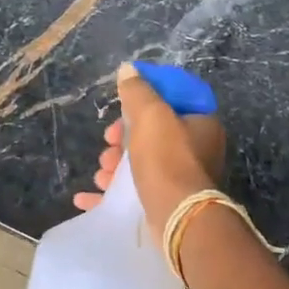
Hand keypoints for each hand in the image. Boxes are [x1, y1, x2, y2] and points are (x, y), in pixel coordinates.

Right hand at [74, 64, 226, 232]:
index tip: (122, 107)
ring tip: (102, 173)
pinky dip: (110, 192)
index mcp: (201, 123)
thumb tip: (128, 69)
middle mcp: (196, 149)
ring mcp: (181, 178)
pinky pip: (133, 192)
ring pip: (140, 162)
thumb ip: (138, 90)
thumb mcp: (151, 115)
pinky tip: (87, 197)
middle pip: (151, 132)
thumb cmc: (167, 159)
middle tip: (109, 143)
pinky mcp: (166, 202)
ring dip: (114, 165)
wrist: (177, 219)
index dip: (143, 100)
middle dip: (122, 137)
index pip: (171, 99)